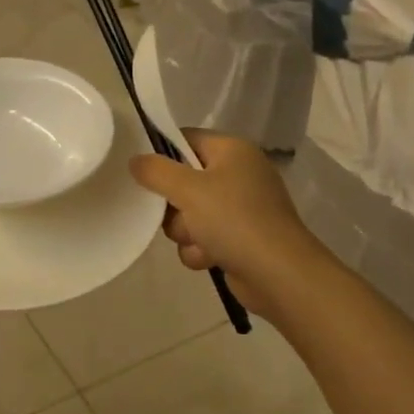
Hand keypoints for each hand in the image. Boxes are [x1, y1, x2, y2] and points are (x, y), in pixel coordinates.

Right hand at [128, 131, 318, 320]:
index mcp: (232, 150)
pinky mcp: (239, 237)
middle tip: (175, 213)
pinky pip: (203, 237)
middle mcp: (238, 174)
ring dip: (185, 232)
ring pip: (188, 213)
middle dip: (173, 205)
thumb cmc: (234, 221)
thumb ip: (156, 171)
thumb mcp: (188, 190)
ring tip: (198, 241)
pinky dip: (200, 249)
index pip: (185, 139)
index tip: (143, 174)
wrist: (278, 275)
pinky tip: (209, 258)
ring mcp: (240, 208)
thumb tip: (135, 160)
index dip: (161, 154)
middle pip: (182, 180)